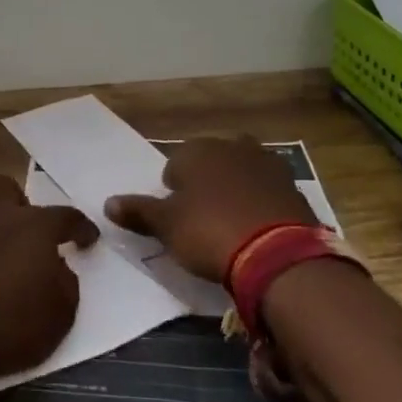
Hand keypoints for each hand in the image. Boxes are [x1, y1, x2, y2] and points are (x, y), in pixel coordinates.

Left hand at [0, 174, 96, 384]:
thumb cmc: (10, 332)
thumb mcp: (60, 316)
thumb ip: (64, 283)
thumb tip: (57, 268)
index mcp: (32, 228)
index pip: (65, 216)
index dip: (79, 226)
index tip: (85, 238)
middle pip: (2, 185)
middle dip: (12, 201)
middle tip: (17, 230)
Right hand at [105, 136, 312, 284]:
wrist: (278, 255)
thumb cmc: (209, 232)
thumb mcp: (166, 226)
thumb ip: (137, 211)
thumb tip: (108, 203)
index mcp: (198, 149)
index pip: (174, 165)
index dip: (173, 192)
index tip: (177, 218)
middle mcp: (232, 146)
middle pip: (209, 164)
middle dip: (205, 185)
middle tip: (202, 221)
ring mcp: (267, 163)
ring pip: (239, 174)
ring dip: (233, 191)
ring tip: (230, 225)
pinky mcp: (293, 187)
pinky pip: (265, 191)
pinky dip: (259, 204)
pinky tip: (256, 229)